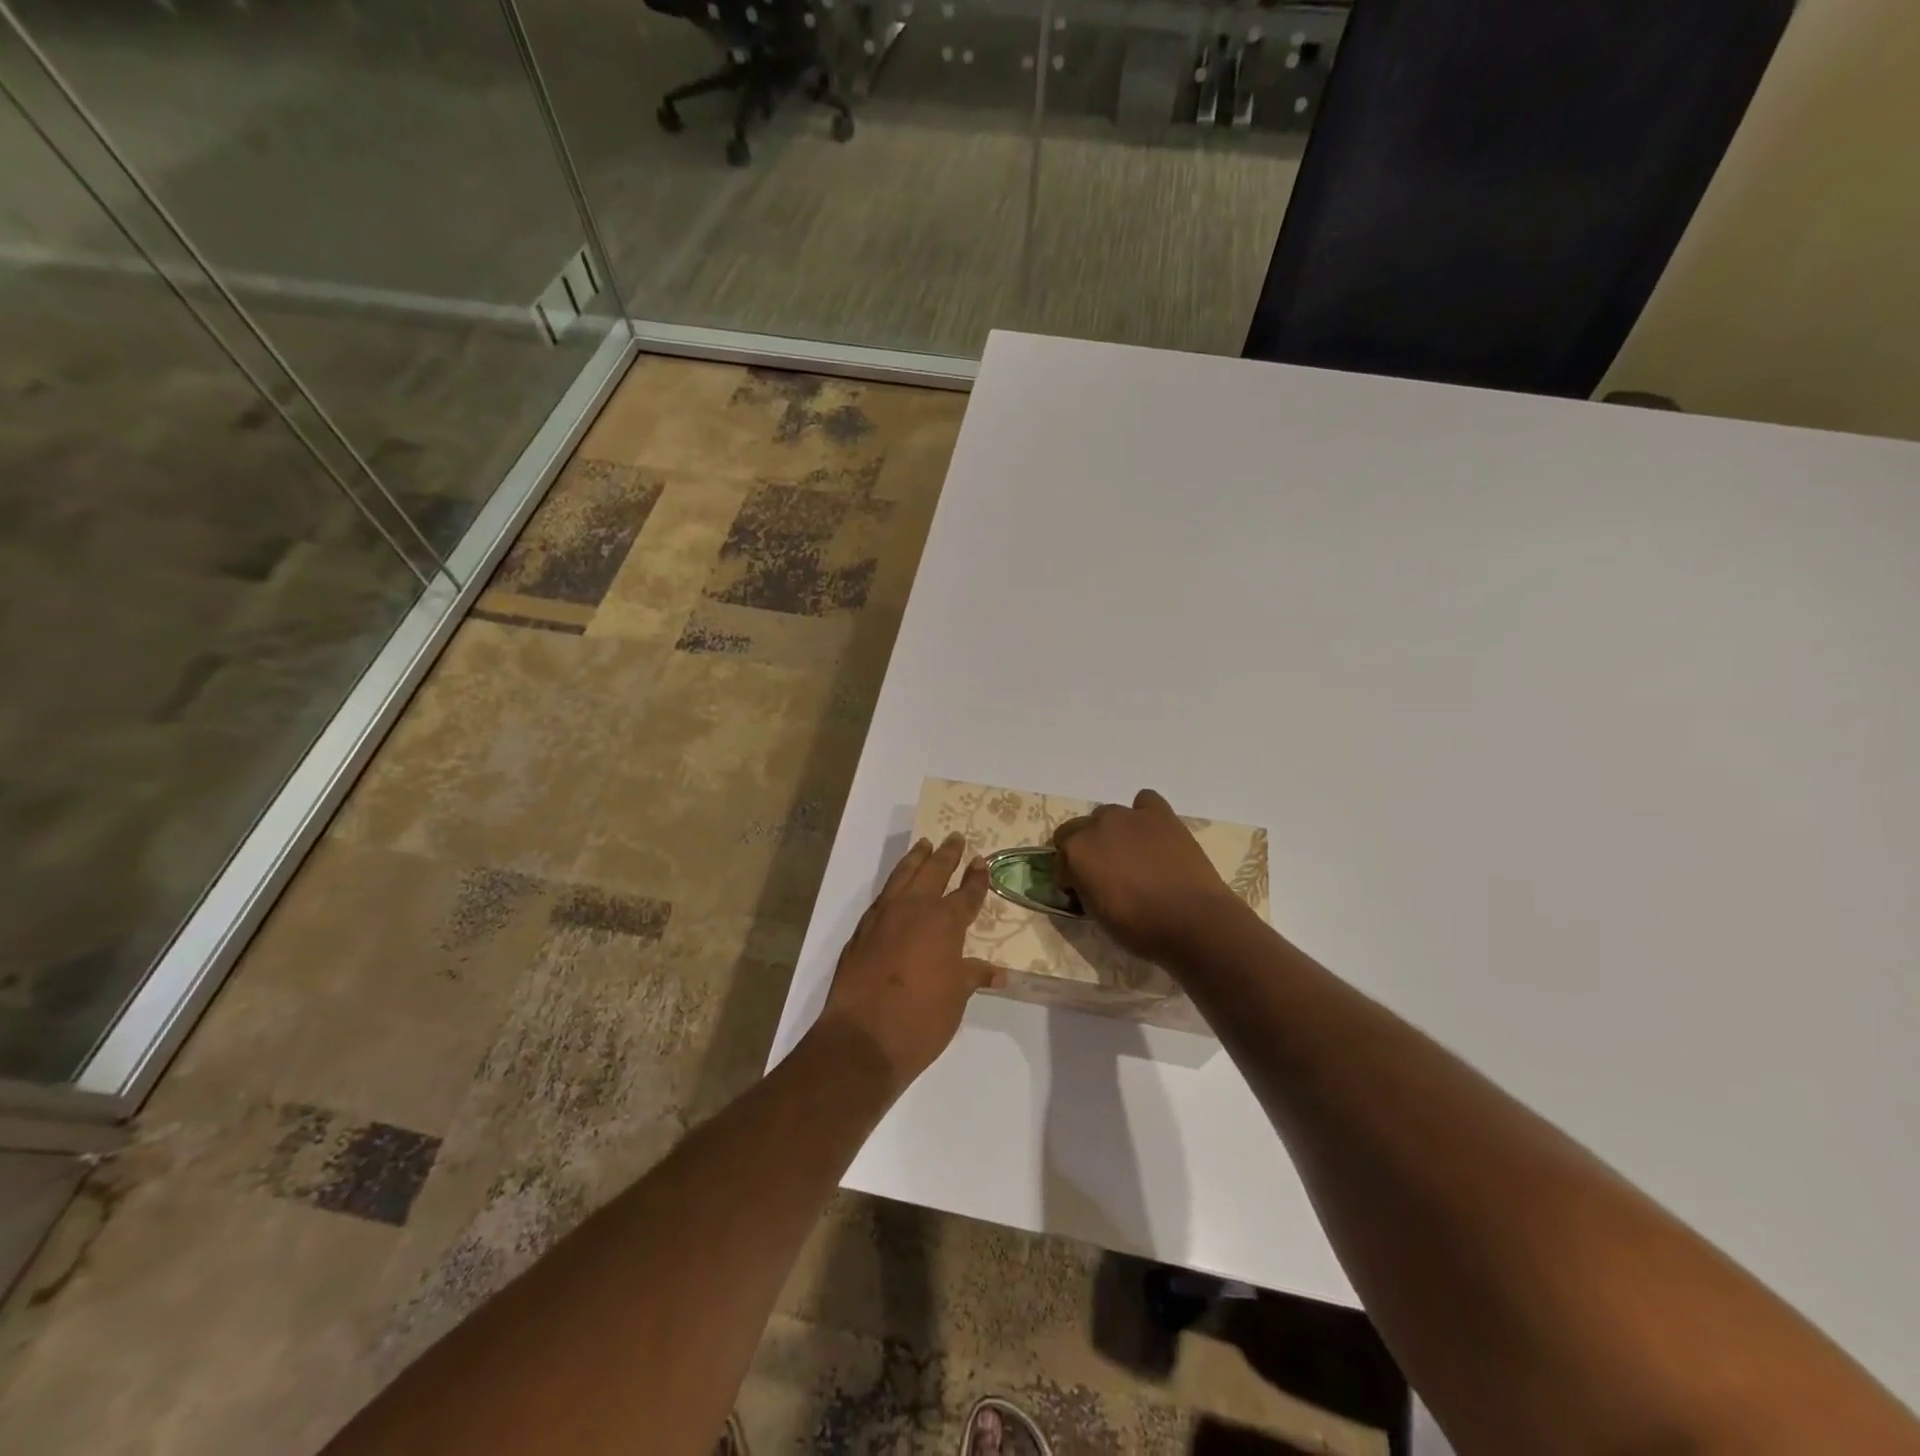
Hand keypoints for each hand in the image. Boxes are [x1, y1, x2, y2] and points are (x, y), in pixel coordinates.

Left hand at [813, 834, 1000, 1093]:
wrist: (862, 1037)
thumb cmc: (921, 1018)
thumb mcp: (956, 998)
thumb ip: (973, 976)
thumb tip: (997, 971)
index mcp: (944, 923)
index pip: (966, 894)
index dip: (976, 878)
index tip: (981, 861)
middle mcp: (914, 910)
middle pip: (934, 872)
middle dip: (946, 854)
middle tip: (954, 837)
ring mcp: (883, 917)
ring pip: (903, 876)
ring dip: (915, 859)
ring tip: (923, 844)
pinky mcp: (861, 931)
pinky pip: (882, 896)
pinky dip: (893, 884)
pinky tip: (896, 886)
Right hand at [1053, 789, 1250, 963]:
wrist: (1192, 921)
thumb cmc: (1139, 928)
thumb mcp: (1096, 915)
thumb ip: (1084, 889)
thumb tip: (1086, 883)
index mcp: (1075, 852)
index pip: (1059, 861)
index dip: (1068, 879)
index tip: (1080, 894)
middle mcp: (1096, 826)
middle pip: (1076, 830)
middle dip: (1084, 850)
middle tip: (1102, 874)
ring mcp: (1129, 816)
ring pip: (1107, 815)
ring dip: (1110, 832)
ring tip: (1129, 855)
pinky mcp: (1160, 814)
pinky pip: (1144, 801)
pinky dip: (1143, 814)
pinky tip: (1150, 833)